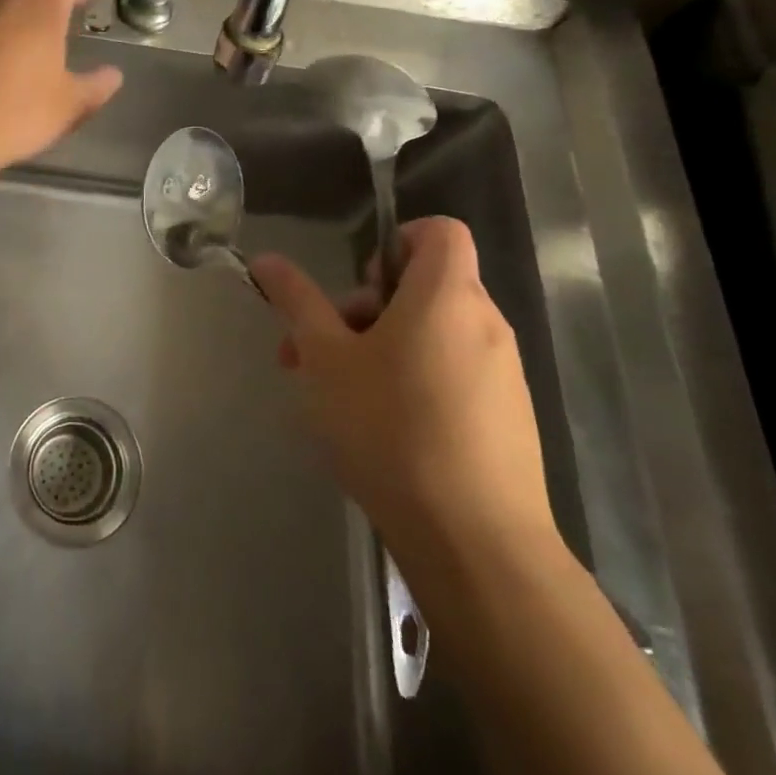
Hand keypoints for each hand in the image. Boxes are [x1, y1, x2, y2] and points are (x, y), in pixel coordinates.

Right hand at [250, 217, 557, 589]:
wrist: (476, 544)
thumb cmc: (391, 429)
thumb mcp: (325, 358)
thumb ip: (297, 301)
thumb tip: (266, 259)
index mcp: (446, 296)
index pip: (439, 231)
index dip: (397, 241)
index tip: (359, 285)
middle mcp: (485, 324)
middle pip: (425, 286)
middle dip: (365, 307)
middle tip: (321, 349)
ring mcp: (503, 374)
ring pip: (434, 335)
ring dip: (382, 347)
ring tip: (336, 395)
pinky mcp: (508, 419)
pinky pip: (455, 375)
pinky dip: (416, 381)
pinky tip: (381, 431)